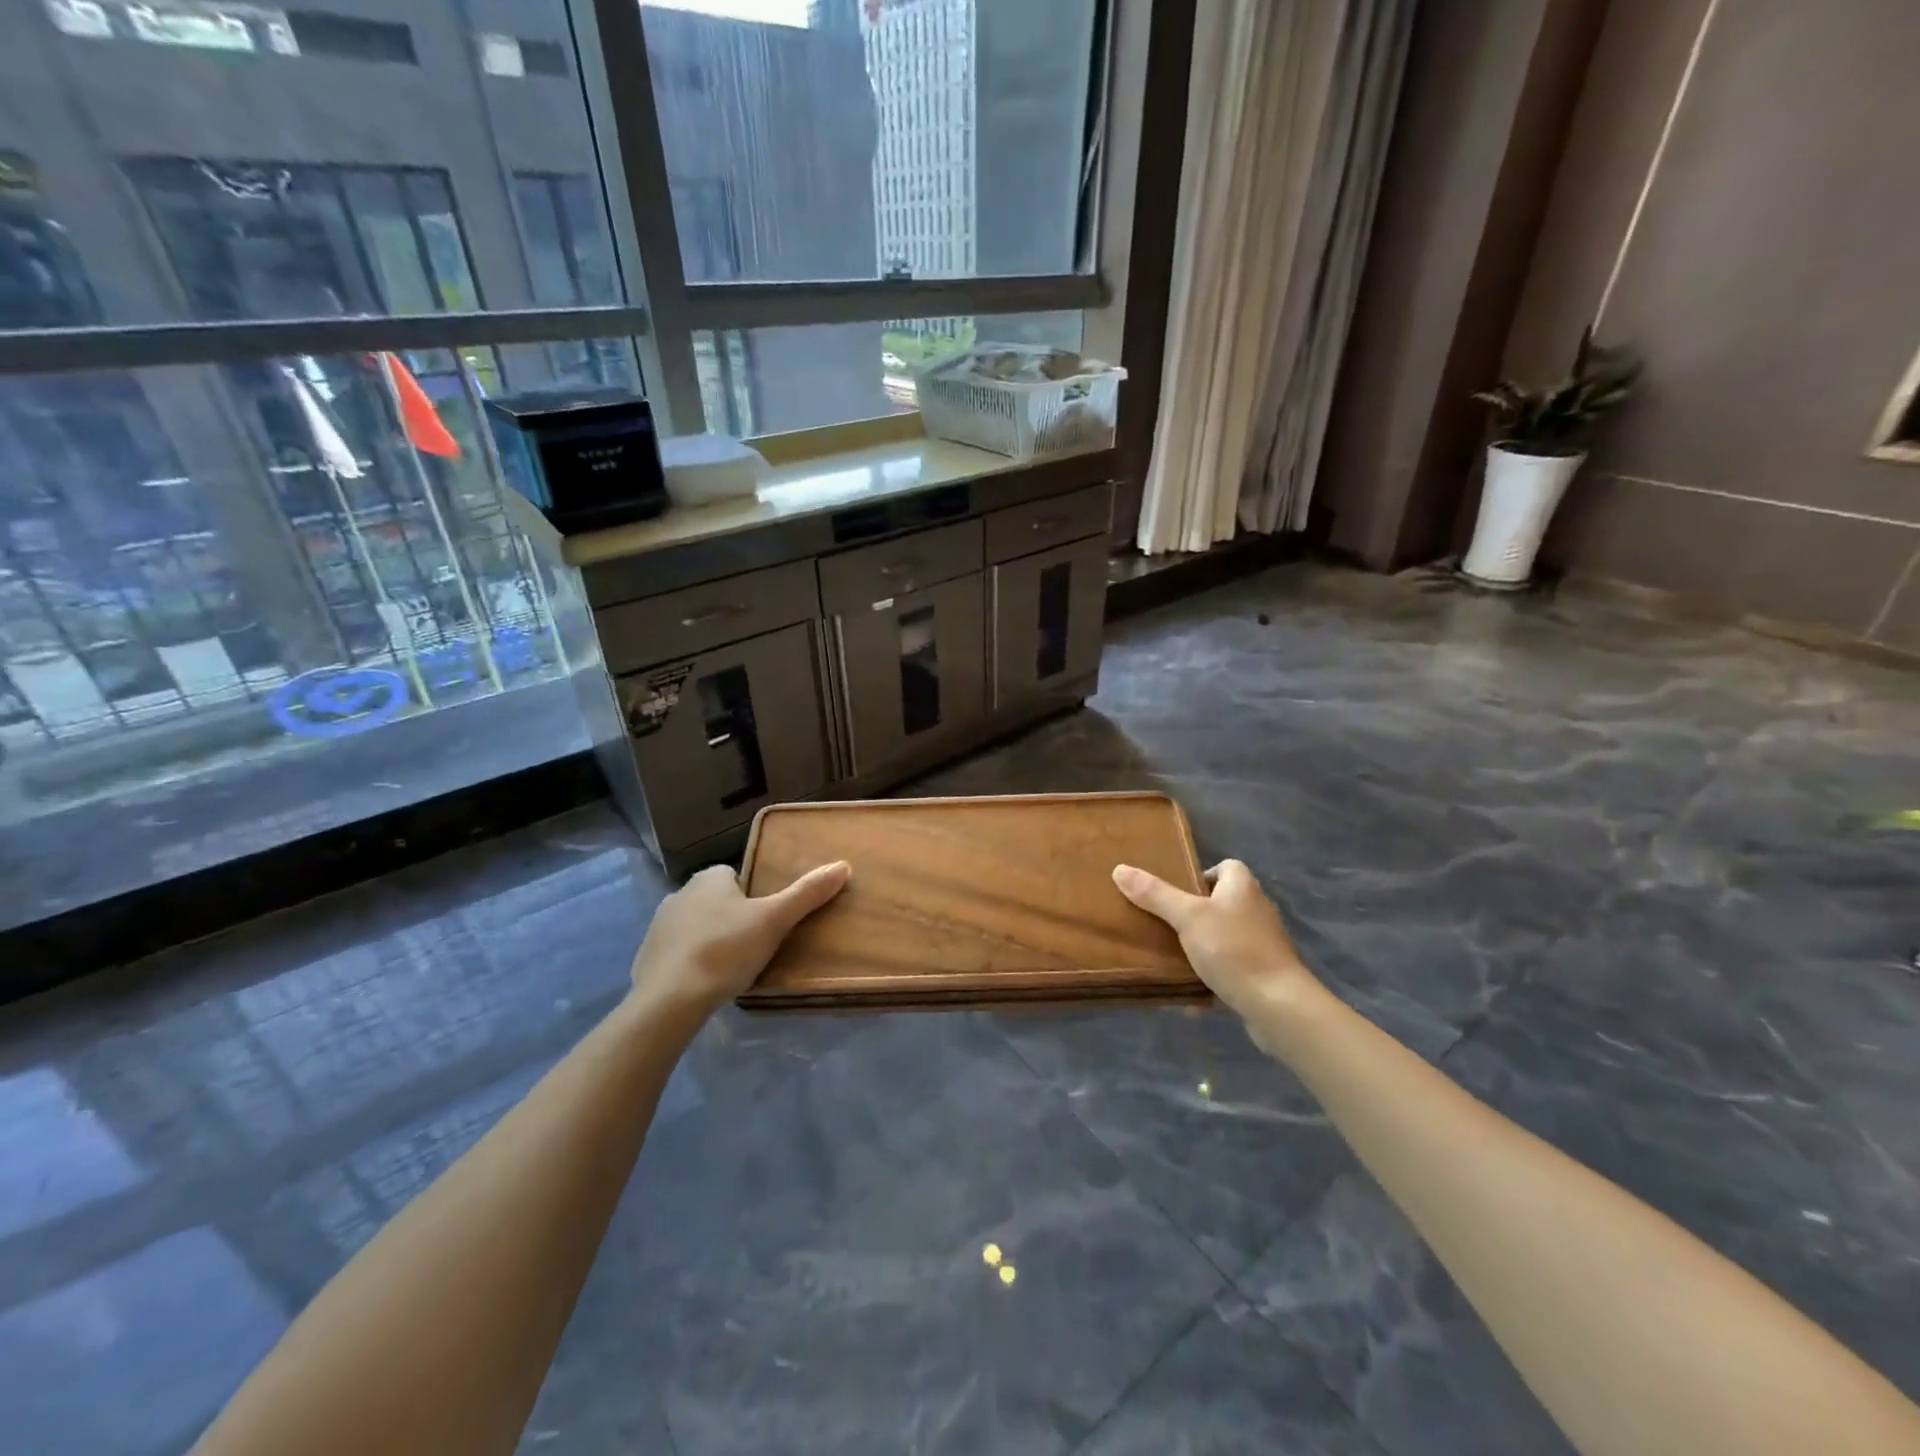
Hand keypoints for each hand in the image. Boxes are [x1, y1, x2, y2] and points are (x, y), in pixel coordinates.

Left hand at [630, 861, 850, 1015]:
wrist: (668, 1000)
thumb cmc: (725, 950)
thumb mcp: (775, 920)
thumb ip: (807, 893)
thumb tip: (843, 865)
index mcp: (709, 878)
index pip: (739, 877)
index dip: (756, 897)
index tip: (769, 922)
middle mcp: (680, 893)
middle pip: (718, 901)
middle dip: (734, 919)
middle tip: (757, 947)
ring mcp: (659, 926)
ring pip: (697, 927)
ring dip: (713, 941)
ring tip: (733, 969)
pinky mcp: (646, 958)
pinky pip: (678, 954)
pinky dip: (692, 964)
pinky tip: (706, 984)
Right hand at [1113, 859, 1326, 1049]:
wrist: (1278, 1005)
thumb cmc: (1233, 949)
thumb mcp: (1188, 917)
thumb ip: (1155, 894)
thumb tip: (1120, 869)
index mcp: (1242, 888)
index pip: (1226, 867)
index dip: (1202, 874)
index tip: (1176, 891)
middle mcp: (1257, 910)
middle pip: (1222, 902)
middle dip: (1194, 913)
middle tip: (1164, 923)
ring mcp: (1263, 944)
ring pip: (1225, 936)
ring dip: (1202, 945)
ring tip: (1171, 955)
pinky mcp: (1264, 974)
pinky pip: (1232, 967)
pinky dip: (1213, 975)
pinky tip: (1191, 989)